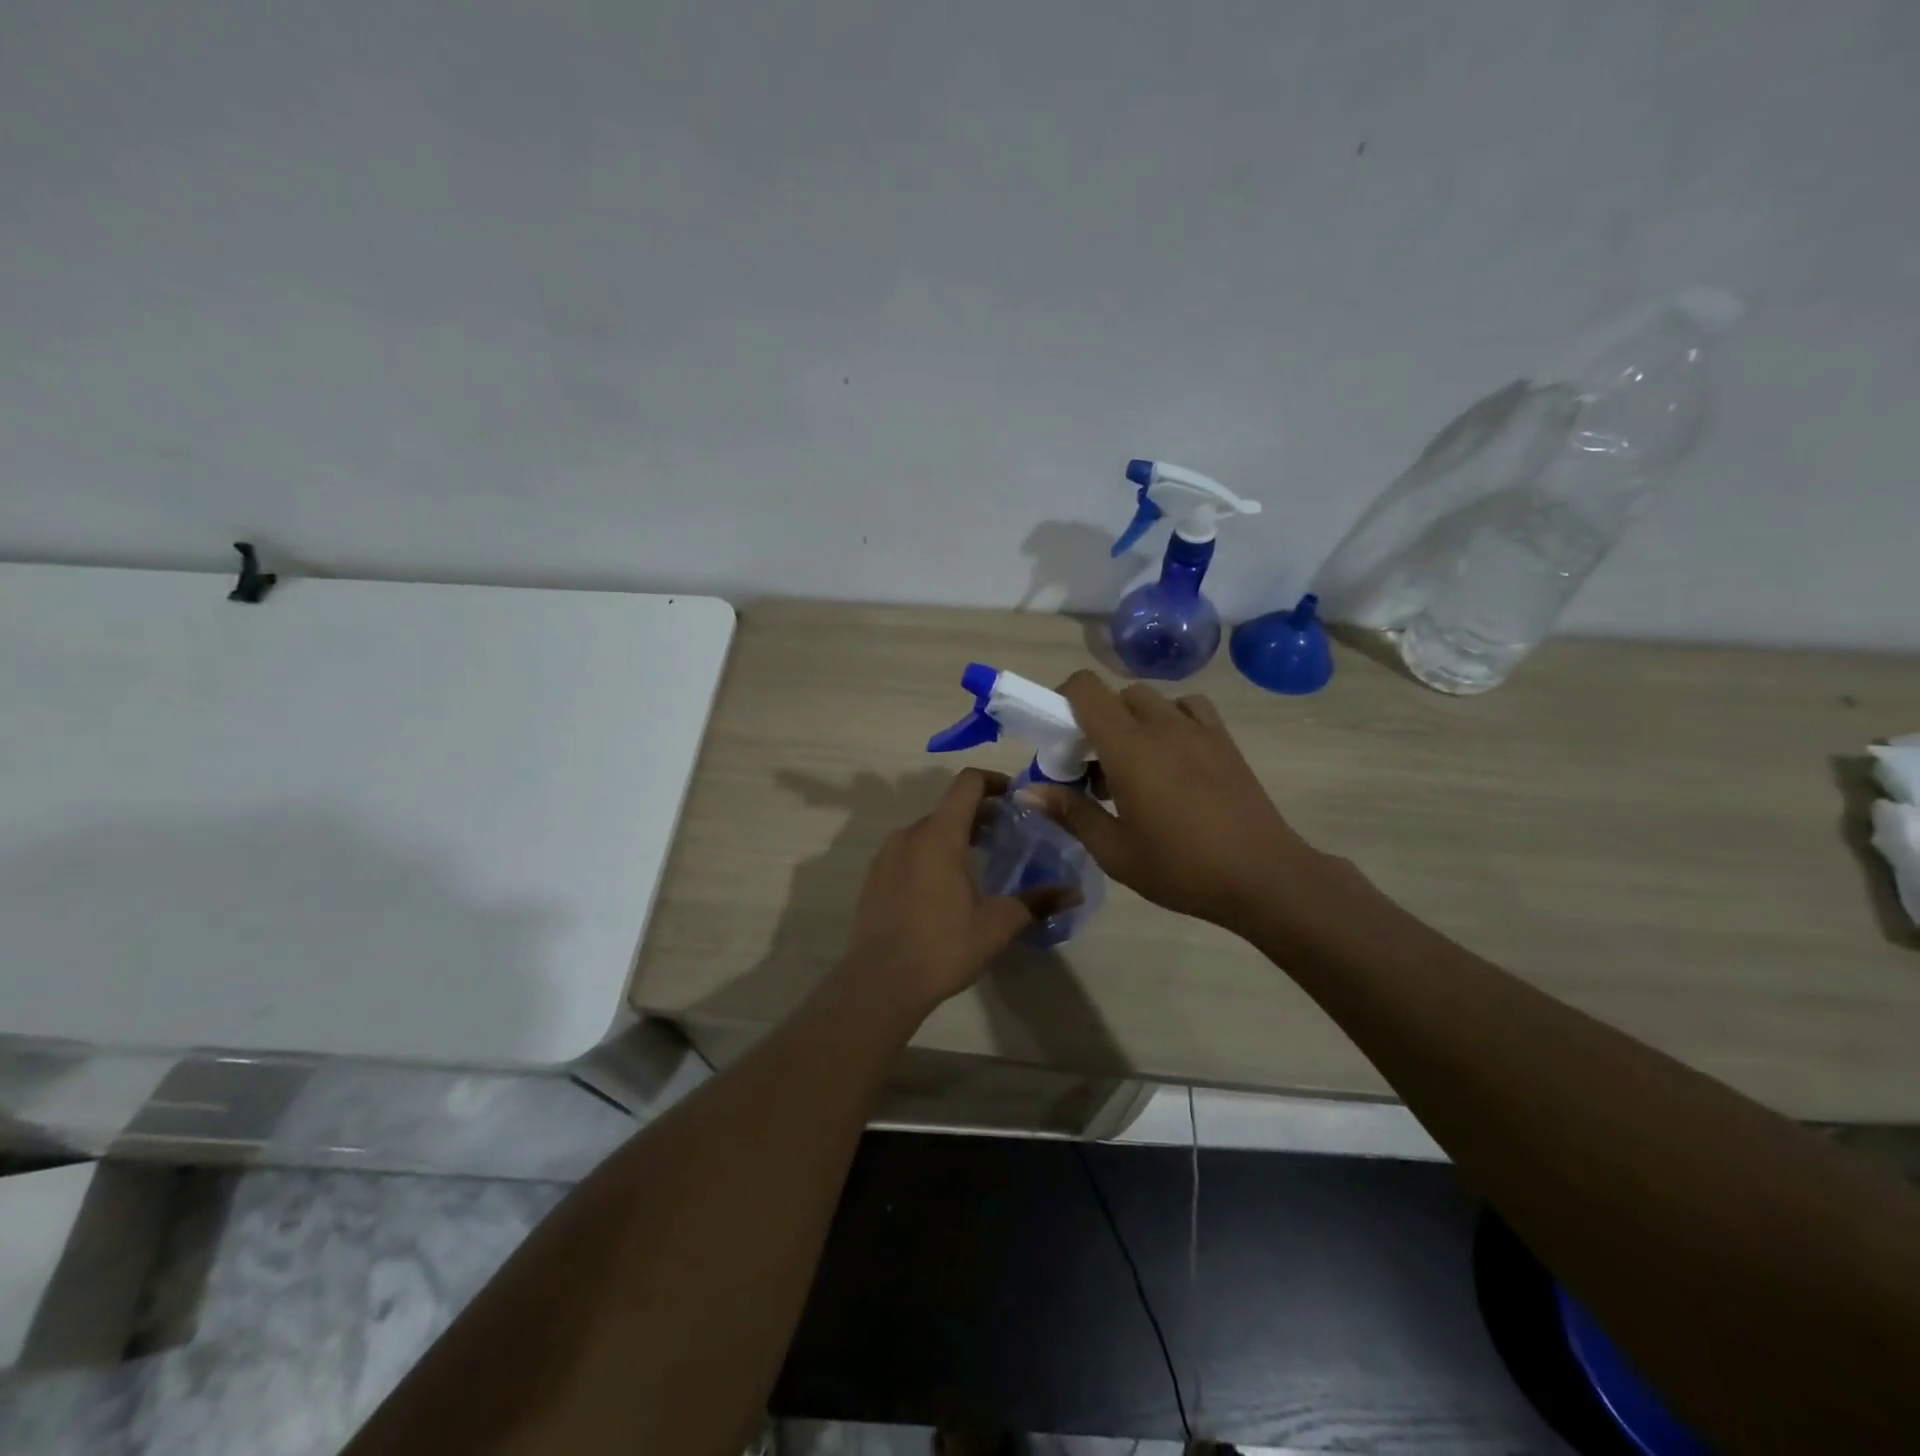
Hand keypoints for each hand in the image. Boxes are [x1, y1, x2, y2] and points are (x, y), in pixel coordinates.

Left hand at [837, 769, 1055, 1018]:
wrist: (880, 983)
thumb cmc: (942, 947)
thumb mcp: (997, 925)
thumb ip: (1036, 902)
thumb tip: (1074, 893)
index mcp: (939, 835)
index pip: (967, 783)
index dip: (994, 781)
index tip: (1016, 798)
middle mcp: (909, 834)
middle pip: (949, 807)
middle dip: (980, 815)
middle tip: (1009, 836)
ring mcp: (887, 855)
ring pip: (928, 830)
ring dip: (956, 835)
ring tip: (981, 862)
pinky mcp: (875, 877)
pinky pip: (909, 851)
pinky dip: (932, 854)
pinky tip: (947, 887)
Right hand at [1025, 671, 1336, 936]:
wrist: (1263, 877)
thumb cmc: (1181, 868)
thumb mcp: (1115, 851)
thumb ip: (1070, 813)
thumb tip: (1026, 791)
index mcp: (1128, 748)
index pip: (1085, 689)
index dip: (1061, 700)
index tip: (1057, 738)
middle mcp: (1162, 725)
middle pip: (1116, 696)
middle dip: (1095, 721)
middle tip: (1094, 769)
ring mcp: (1198, 729)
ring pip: (1151, 700)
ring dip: (1132, 721)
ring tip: (1135, 765)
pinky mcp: (1224, 740)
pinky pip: (1189, 708)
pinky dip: (1171, 719)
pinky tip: (1173, 756)